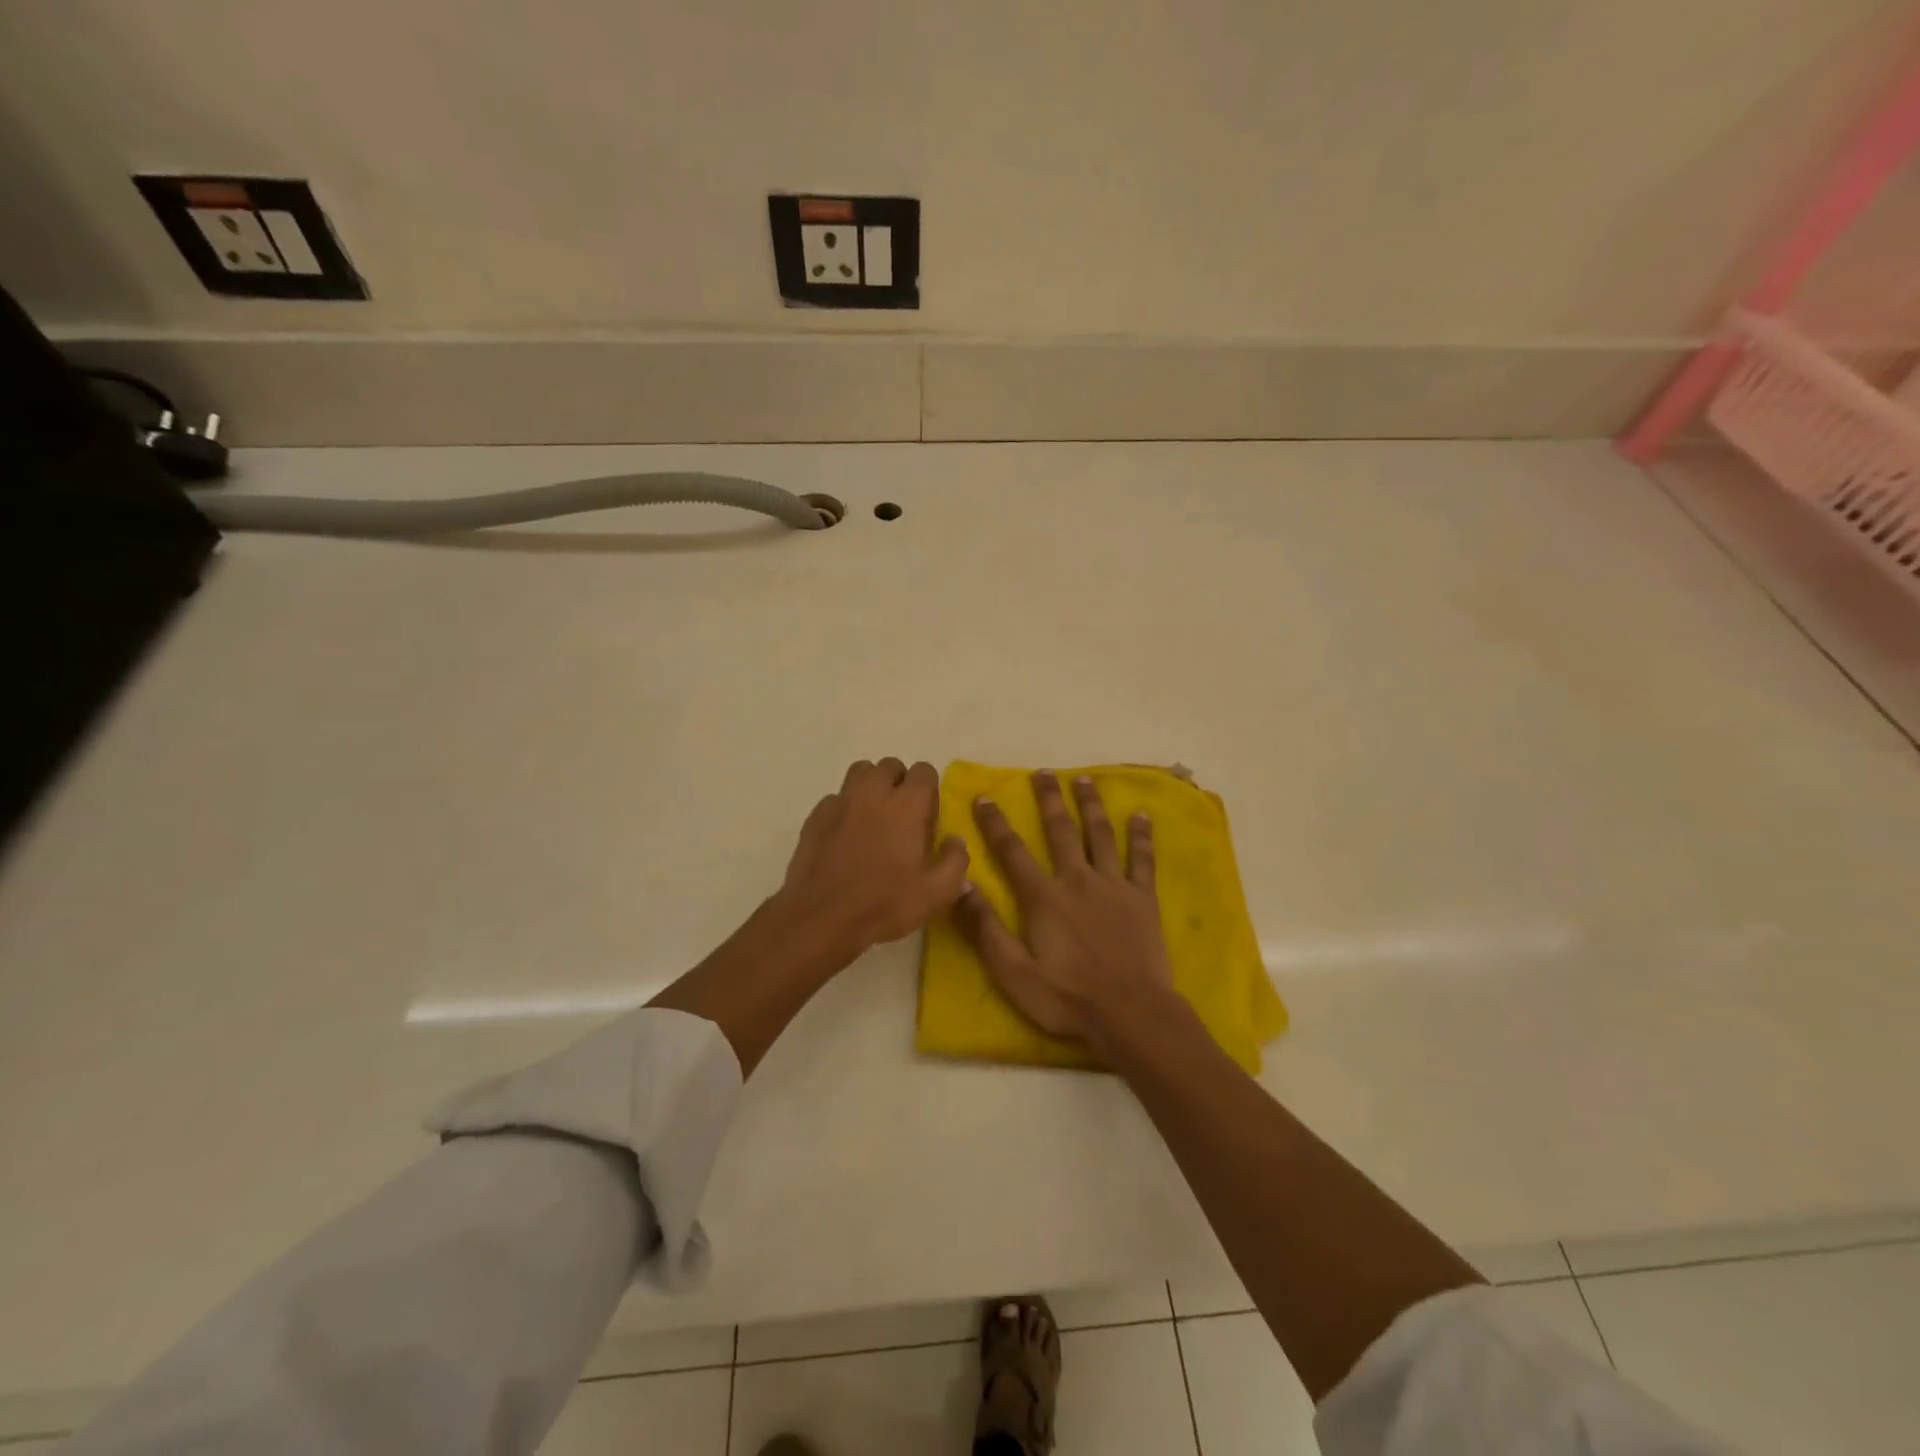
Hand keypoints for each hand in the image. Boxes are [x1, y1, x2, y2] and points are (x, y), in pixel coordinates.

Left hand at [776, 758, 970, 953]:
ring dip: (872, 786)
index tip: (928, 816)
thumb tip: (956, 841)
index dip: (929, 789)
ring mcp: (841, 801)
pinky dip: (846, 807)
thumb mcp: (936, 892)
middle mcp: (873, 792)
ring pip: (860, 772)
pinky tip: (846, 834)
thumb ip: (955, 861)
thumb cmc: (884, 903)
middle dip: (900, 782)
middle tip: (902, 815)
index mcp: (907, 805)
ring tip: (874, 816)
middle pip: (890, 765)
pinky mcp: (816, 816)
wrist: (821, 917)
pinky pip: (836, 797)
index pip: (924, 771)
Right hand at [957, 770, 1175, 1045]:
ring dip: (1091, 805)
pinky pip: (1142, 859)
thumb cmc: (1067, 997)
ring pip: (1100, 835)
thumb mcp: (1014, 972)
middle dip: (1050, 799)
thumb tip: (961, 886)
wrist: (1131, 1013)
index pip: (1013, 852)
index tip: (985, 796)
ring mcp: (1114, 886)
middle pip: (1061, 831)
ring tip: (1085, 779)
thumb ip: (986, 929)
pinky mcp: (1143, 898)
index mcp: (1044, 897)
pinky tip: (1142, 815)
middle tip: (1044, 772)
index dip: (996, 823)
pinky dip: (1142, 836)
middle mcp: (1077, 880)